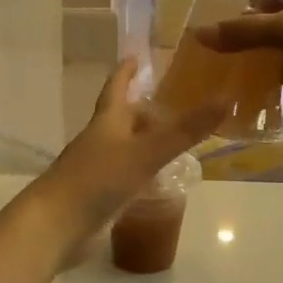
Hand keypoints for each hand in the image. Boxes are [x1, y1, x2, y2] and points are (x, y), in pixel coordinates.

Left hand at [31, 59, 222, 238]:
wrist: (55, 225)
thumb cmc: (97, 180)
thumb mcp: (146, 152)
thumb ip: (185, 130)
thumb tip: (227, 98)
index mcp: (106, 123)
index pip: (117, 89)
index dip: (126, 72)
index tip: (134, 56)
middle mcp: (99, 141)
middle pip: (121, 120)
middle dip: (141, 111)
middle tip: (169, 107)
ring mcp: (96, 170)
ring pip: (123, 149)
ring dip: (143, 143)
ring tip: (170, 142)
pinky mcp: (97, 197)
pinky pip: (123, 177)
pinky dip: (140, 174)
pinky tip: (155, 182)